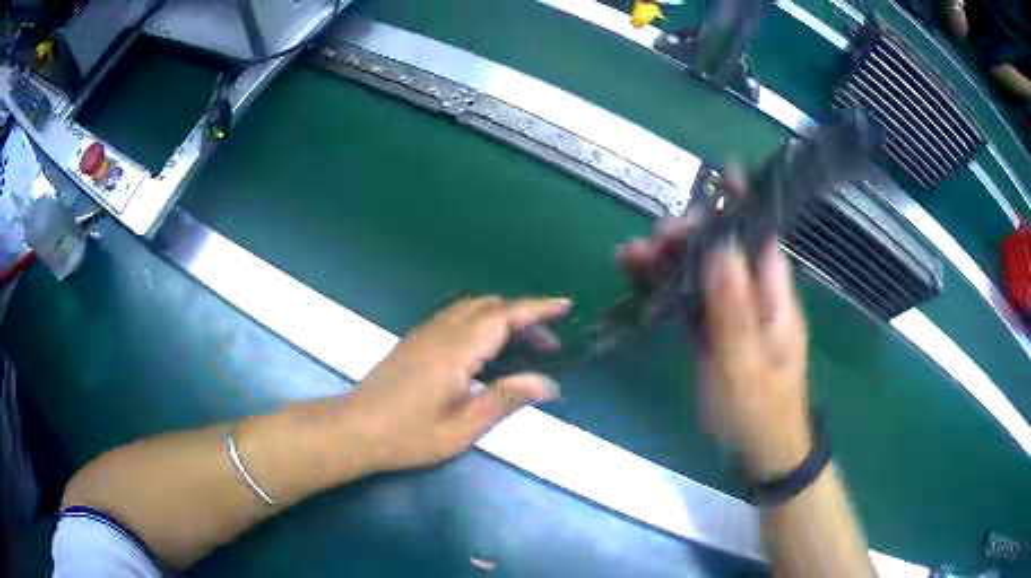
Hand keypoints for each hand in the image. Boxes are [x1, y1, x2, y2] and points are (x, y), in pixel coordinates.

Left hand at [344, 296, 569, 472]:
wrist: (354, 429)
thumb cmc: (408, 435)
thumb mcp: (463, 427)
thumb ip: (506, 400)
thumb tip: (548, 384)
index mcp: (456, 349)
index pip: (505, 316)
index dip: (538, 308)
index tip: (565, 306)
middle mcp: (441, 331)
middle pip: (490, 307)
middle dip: (525, 317)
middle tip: (550, 345)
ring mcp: (425, 333)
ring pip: (472, 309)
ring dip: (503, 319)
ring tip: (526, 348)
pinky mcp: (415, 341)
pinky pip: (457, 318)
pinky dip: (483, 323)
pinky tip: (488, 351)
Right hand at [618, 173, 810, 478]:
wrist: (760, 450)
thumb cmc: (758, 411)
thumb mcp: (744, 364)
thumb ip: (733, 308)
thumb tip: (720, 246)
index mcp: (774, 296)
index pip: (760, 236)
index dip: (744, 202)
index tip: (723, 172)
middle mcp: (755, 295)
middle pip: (723, 249)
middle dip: (690, 234)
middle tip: (655, 235)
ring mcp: (733, 313)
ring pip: (701, 271)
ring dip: (669, 258)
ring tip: (630, 254)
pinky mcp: (714, 330)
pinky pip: (688, 297)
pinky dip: (664, 286)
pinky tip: (638, 278)